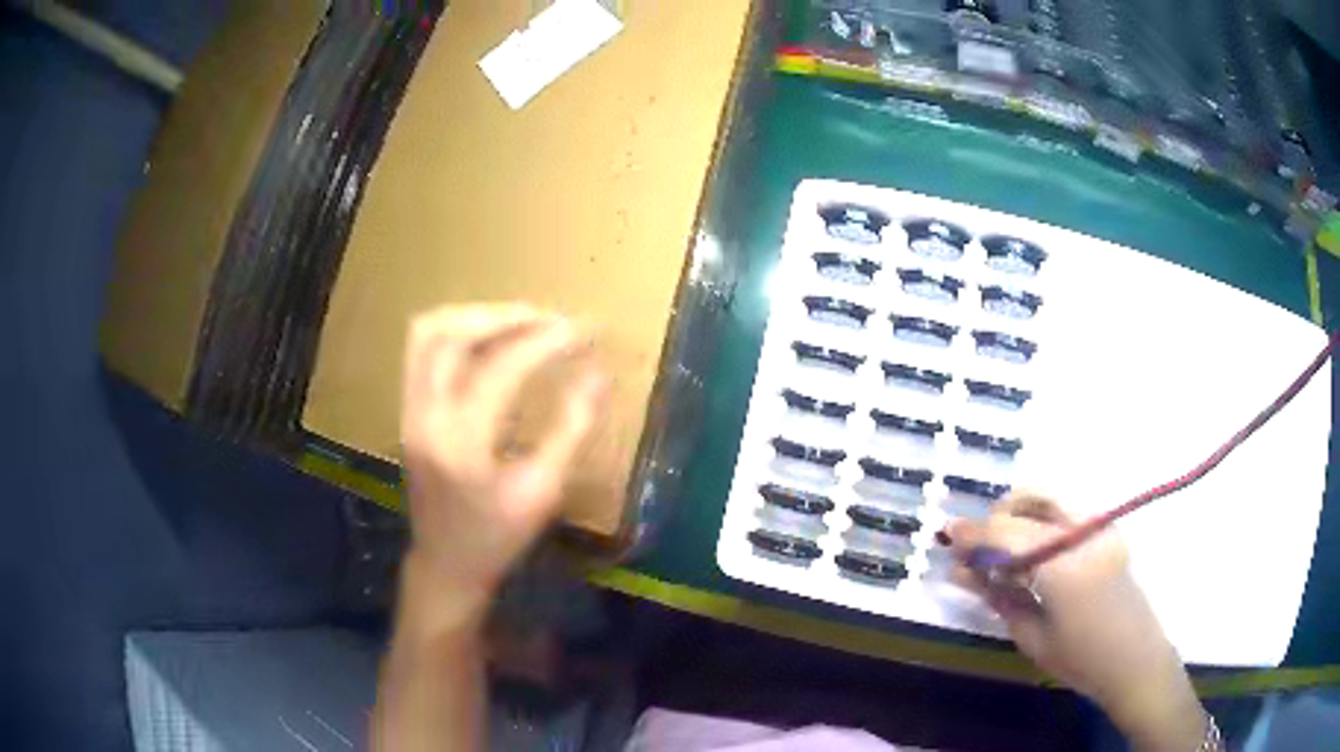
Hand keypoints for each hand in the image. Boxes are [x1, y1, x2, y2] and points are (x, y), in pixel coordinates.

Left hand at [399, 304, 608, 619]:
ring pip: (427, 333)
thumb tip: (597, 374)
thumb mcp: (543, 491)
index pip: (501, 368)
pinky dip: (455, 331)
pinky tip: (488, 339)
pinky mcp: (406, 410)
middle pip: (451, 335)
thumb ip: (571, 430)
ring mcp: (409, 411)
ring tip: (520, 321)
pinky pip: (421, 350)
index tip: (586, 329)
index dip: (547, 341)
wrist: (446, 563)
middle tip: (551, 319)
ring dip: (475, 316)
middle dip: (506, 316)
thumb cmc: (499, 537)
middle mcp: (425, 417)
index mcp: (461, 444)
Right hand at [947, 495, 1207, 750]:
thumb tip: (958, 572)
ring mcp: (1101, 527)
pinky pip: (1067, 508)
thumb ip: (997, 596)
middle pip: (1029, 505)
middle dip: (994, 520)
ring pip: (1051, 495)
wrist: (1135, 659)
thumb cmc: (1080, 659)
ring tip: (1002, 544)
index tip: (946, 534)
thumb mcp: (1032, 635)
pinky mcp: (1109, 529)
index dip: (973, 533)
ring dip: (1020, 511)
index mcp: (1064, 567)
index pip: (1008, 535)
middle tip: (974, 546)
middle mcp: (1084, 535)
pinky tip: (1032, 546)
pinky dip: (1041, 516)